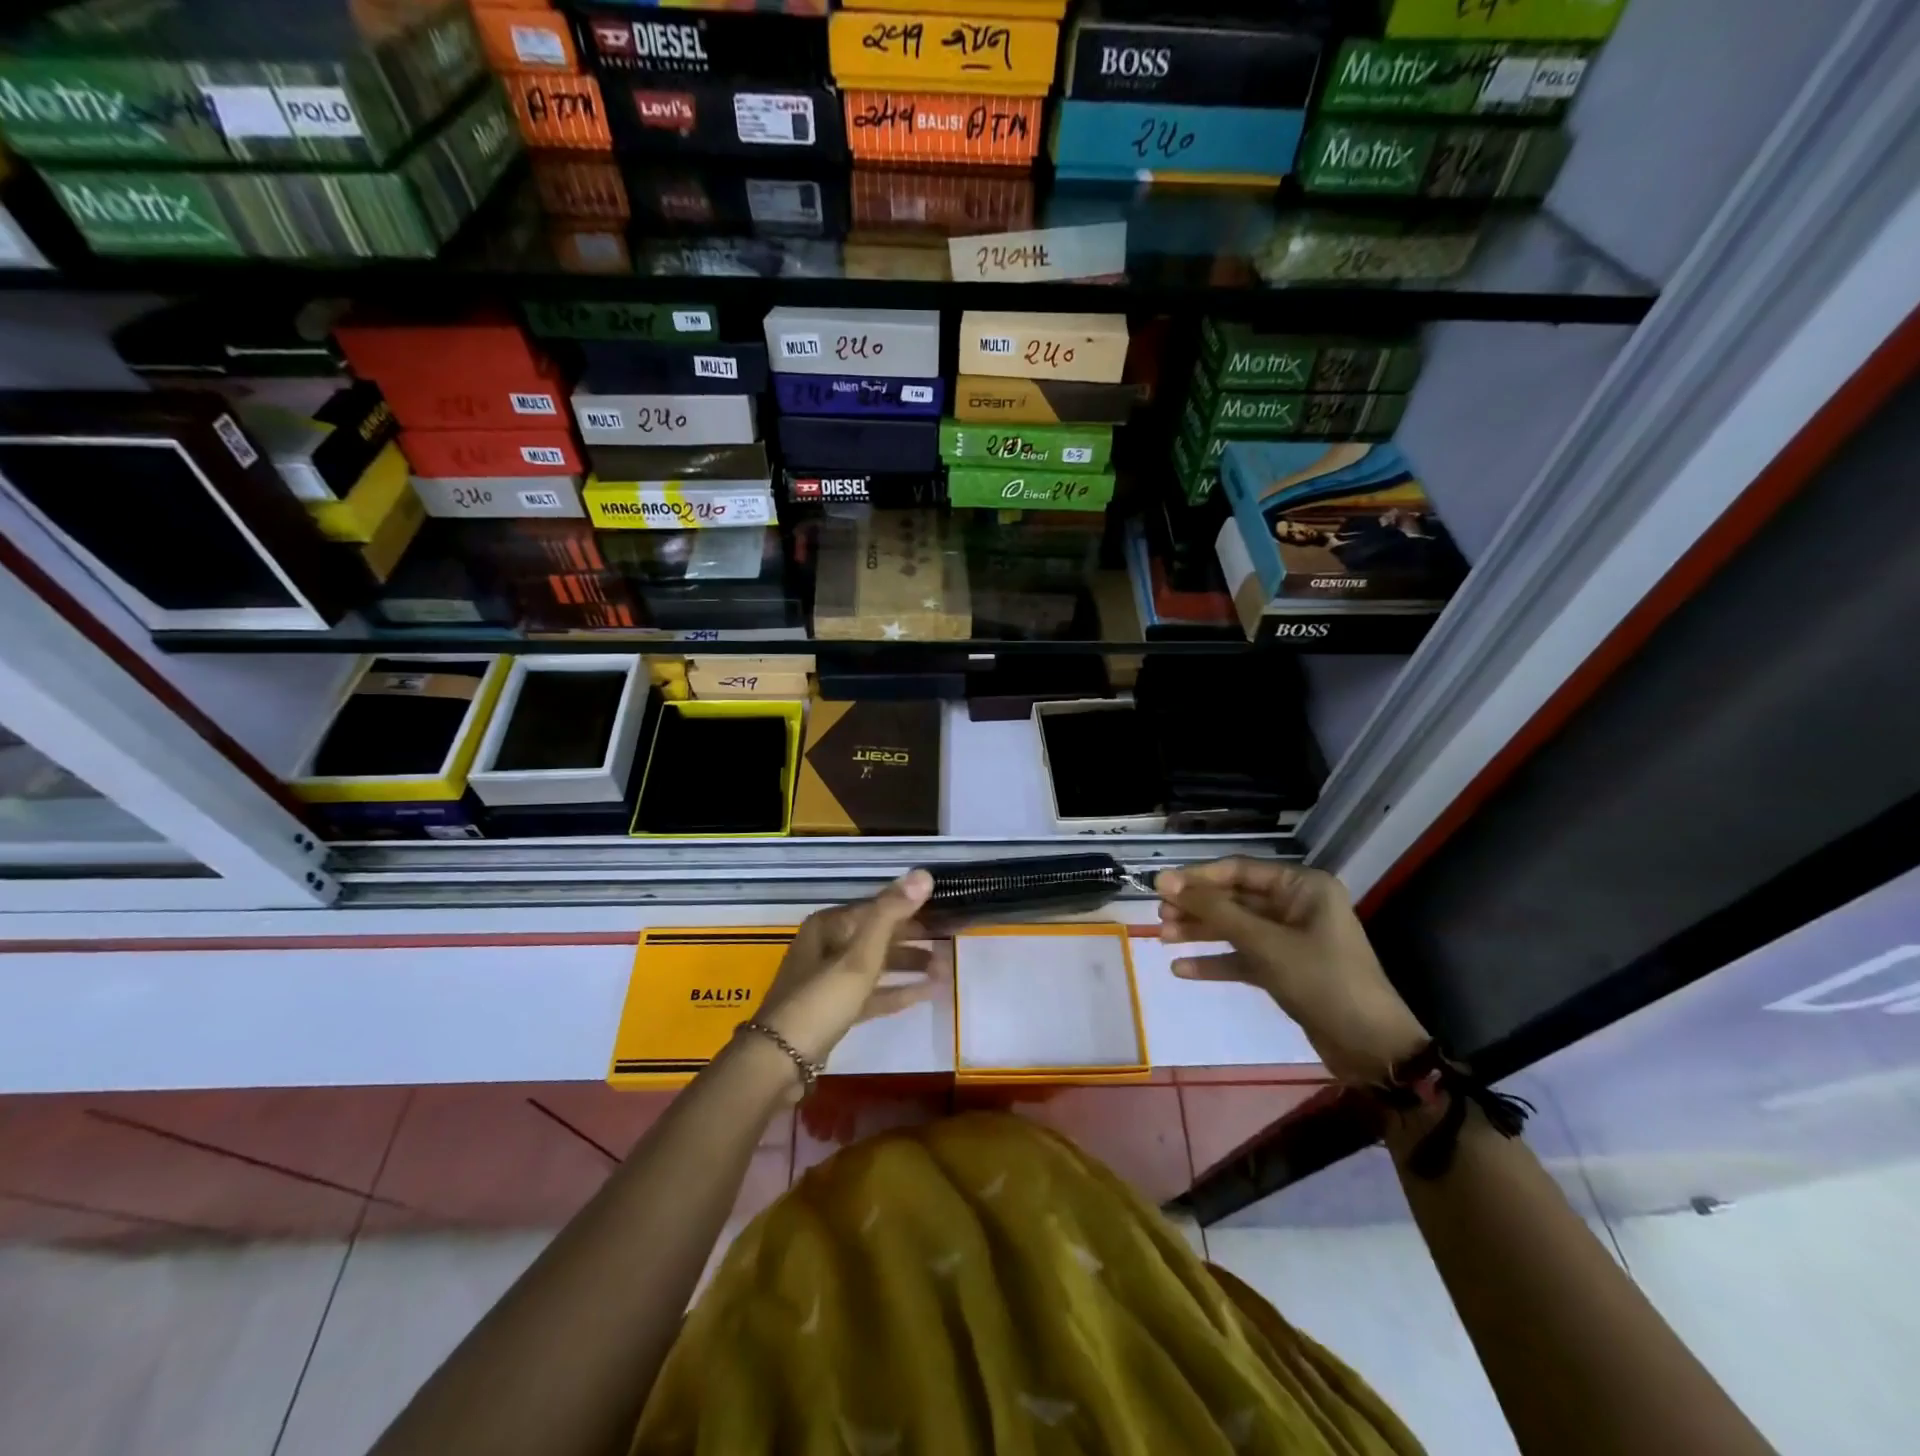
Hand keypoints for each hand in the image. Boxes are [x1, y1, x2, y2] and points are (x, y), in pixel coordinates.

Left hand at [756, 870, 935, 1066]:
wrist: (779, 1062)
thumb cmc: (821, 1000)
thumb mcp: (859, 955)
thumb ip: (891, 914)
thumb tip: (924, 874)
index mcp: (828, 926)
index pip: (877, 907)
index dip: (910, 907)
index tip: (944, 911)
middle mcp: (827, 946)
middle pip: (877, 935)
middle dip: (913, 937)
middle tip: (949, 939)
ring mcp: (829, 980)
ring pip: (876, 964)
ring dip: (908, 965)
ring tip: (944, 967)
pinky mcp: (835, 1009)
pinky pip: (872, 993)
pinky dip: (897, 991)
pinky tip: (927, 993)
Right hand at [1156, 858, 1428, 1086]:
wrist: (1370, 1048)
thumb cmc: (1322, 981)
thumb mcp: (1265, 943)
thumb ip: (1215, 911)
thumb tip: (1167, 881)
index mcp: (1302, 887)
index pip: (1238, 871)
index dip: (1197, 878)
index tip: (1159, 886)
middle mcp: (1296, 906)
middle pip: (1234, 899)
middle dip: (1197, 908)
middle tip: (1159, 916)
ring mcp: (1291, 939)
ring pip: (1236, 928)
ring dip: (1201, 933)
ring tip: (1163, 938)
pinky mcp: (1285, 969)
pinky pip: (1243, 957)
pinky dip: (1216, 962)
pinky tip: (1183, 970)